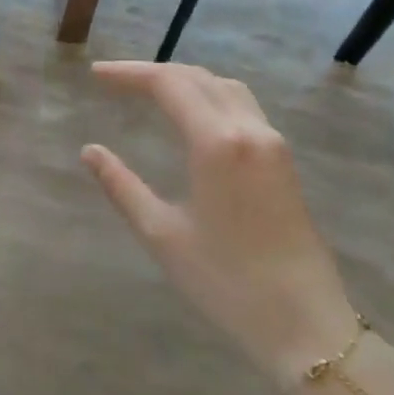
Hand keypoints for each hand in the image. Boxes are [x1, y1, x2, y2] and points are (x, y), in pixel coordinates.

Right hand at [81, 61, 358, 389]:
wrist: (303, 322)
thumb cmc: (225, 281)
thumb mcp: (161, 234)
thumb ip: (122, 186)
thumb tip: (90, 151)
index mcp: (217, 143)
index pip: (169, 84)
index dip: (129, 74)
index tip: (95, 75)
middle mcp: (249, 130)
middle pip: (199, 78)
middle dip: (154, 72)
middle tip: (114, 81)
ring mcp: (273, 144)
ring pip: (226, 88)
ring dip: (185, 81)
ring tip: (149, 92)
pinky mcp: (284, 161)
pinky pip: (243, 108)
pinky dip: (209, 97)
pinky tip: (192, 117)